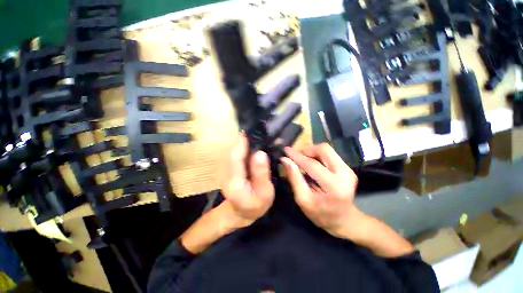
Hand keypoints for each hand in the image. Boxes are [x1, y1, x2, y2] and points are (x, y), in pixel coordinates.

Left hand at [220, 134, 274, 228]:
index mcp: (235, 181)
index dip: (242, 143)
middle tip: (258, 131)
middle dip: (244, 140)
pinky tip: (253, 146)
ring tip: (257, 136)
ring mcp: (227, 171)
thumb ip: (261, 174)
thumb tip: (260, 153)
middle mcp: (227, 173)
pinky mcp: (230, 169)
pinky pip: (237, 155)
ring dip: (244, 143)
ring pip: (235, 152)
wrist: (241, 213)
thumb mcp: (264, 193)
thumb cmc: (256, 206)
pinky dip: (244, 149)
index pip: (236, 157)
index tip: (250, 131)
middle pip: (234, 152)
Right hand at [281, 143, 358, 237]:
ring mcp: (348, 169)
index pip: (312, 164)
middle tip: (297, 158)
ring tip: (303, 162)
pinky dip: (317, 156)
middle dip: (307, 151)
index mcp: (334, 186)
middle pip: (324, 149)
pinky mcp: (347, 168)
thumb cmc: (321, 214)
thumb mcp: (303, 199)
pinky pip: (329, 154)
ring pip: (327, 150)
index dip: (297, 156)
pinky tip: (312, 165)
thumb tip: (285, 160)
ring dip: (312, 153)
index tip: (286, 150)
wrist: (344, 220)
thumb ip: (294, 178)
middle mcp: (345, 174)